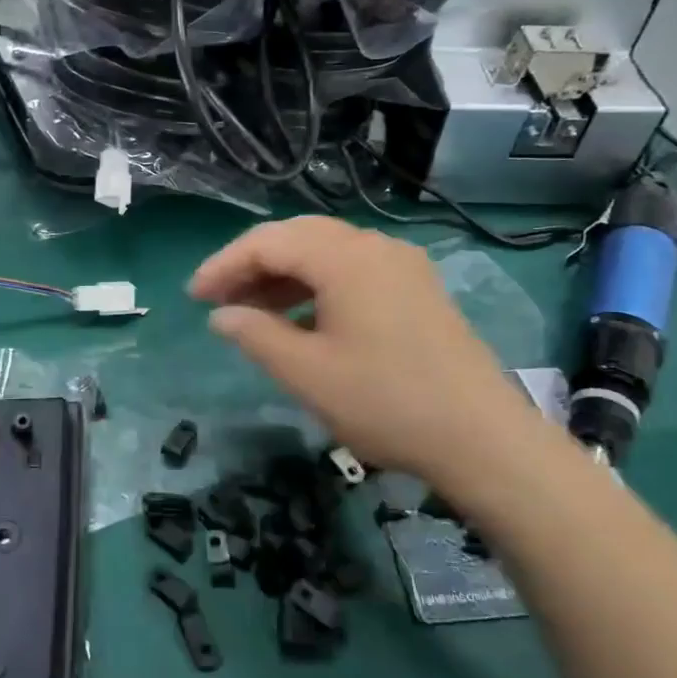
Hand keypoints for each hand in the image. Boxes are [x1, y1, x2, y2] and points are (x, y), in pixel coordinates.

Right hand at [190, 217, 558, 511]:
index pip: (269, 242)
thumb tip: (222, 314)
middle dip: (252, 264)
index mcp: (346, 258)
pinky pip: (352, 271)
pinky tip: (300, 319)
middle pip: (297, 237)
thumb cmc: (386, 402)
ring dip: (284, 275)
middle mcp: (374, 247)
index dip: (224, 265)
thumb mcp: (307, 373)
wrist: (483, 439)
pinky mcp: (416, 289)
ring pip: (326, 253)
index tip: (193, 297)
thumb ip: (256, 335)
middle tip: (218, 299)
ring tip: (251, 310)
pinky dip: (316, 286)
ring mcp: (401, 266)